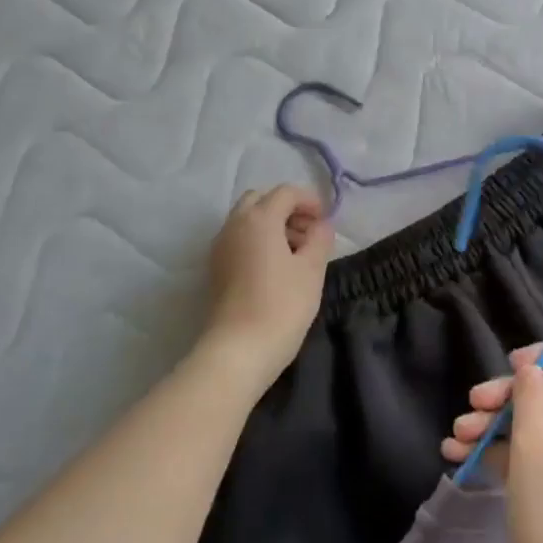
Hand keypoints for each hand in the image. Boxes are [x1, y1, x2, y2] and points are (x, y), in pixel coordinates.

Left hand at [200, 185, 333, 397]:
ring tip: (297, 252)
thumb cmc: (282, 305)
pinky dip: (258, 241)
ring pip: (247, 220)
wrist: (239, 350)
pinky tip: (277, 267)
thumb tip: (321, 225)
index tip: (326, 220)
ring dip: (272, 225)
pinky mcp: (216, 268)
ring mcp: (220, 247)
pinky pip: (239, 239)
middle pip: (260, 200)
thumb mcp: (312, 269)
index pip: (285, 192)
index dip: (309, 200)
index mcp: (258, 219)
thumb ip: (320, 239)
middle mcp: (234, 225)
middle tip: (309, 232)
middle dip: (286, 208)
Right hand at [442, 345, 542, 542]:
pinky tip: (462, 459)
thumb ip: (529, 397)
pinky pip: (540, 457)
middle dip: (506, 398)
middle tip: (469, 406)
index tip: (505, 366)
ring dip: (496, 426)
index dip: (542, 357)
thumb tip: (531, 370)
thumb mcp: (534, 446)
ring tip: (454, 439)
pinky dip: (505, 453)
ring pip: (540, 426)